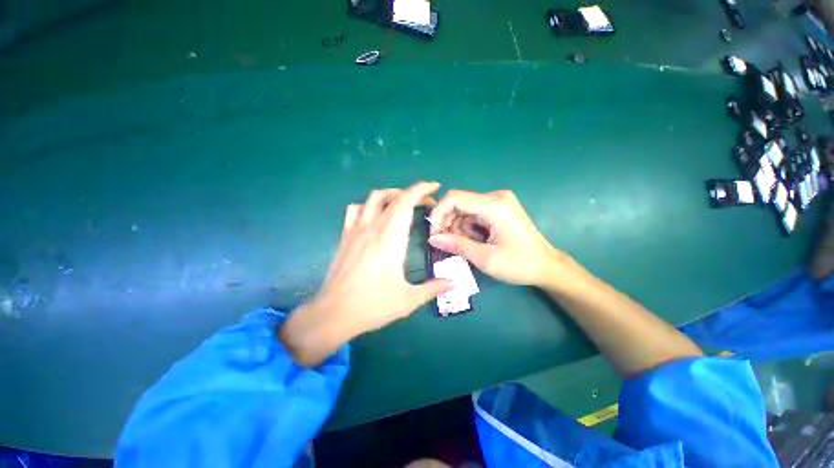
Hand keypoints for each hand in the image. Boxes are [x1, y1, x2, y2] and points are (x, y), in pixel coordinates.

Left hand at [281, 182, 452, 366]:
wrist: (333, 313)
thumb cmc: (373, 305)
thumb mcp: (408, 299)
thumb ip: (433, 288)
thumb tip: (454, 283)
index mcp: (390, 239)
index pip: (405, 202)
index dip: (421, 190)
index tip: (434, 187)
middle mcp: (372, 228)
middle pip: (392, 197)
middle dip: (412, 193)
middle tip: (426, 202)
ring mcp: (355, 230)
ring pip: (372, 198)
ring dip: (390, 195)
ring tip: (402, 204)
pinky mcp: (344, 236)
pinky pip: (355, 209)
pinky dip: (368, 205)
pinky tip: (374, 216)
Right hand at [428, 190, 565, 286]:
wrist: (546, 266)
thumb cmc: (519, 265)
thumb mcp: (485, 258)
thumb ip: (457, 245)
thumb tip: (432, 239)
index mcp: (495, 206)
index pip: (455, 198)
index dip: (439, 213)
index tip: (434, 233)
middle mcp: (496, 197)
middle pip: (459, 203)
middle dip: (449, 224)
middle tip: (448, 244)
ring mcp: (498, 201)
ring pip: (464, 210)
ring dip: (459, 228)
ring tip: (468, 246)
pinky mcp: (499, 208)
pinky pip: (473, 213)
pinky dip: (468, 227)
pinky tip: (476, 240)